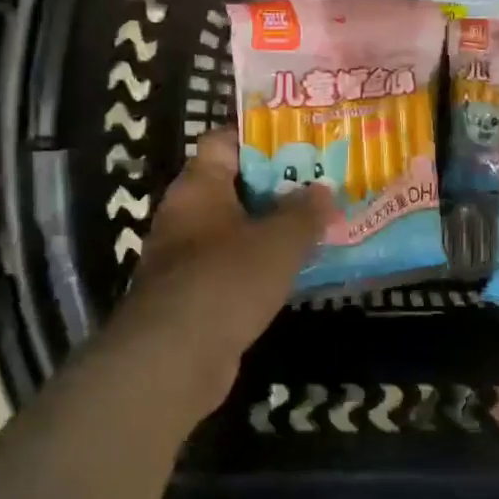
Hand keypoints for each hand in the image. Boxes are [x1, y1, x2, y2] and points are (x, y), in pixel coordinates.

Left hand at [106, 130, 330, 420]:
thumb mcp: (278, 241)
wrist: (174, 359)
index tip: (300, 142)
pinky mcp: (194, 297)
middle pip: (234, 188)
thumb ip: (305, 213)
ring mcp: (186, 259)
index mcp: (198, 187)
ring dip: (272, 231)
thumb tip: (324, 192)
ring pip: (237, 232)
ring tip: (319, 227)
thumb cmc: (226, 280)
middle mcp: (185, 216)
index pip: (223, 143)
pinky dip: (262, 268)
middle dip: (277, 188)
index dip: (260, 139)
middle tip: (322, 186)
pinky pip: (234, 269)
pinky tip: (297, 273)